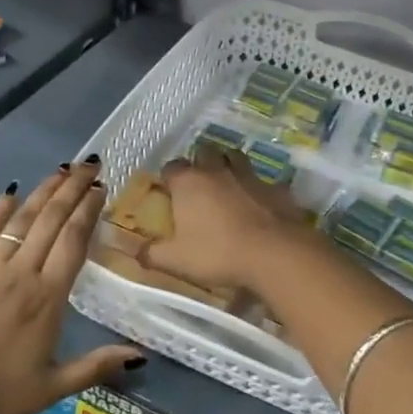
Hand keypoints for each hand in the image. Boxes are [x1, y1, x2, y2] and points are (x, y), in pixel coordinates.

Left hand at [0, 162, 139, 413]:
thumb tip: (140, 356)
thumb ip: (96, 365)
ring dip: (43, 191)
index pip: (74, 241)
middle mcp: (22, 273)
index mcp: (48, 298)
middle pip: (52, 220)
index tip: (100, 188)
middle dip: (73, 188)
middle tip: (89, 163)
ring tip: (61, 170)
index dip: (88, 210)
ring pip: (22, 219)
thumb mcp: (51, 388)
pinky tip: (10, 192)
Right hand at [146, 146, 307, 292]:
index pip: (172, 167)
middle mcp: (217, 171)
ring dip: (229, 165)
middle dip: (200, 162)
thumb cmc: (218, 253)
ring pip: (236, 157)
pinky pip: (263, 180)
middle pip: (205, 153)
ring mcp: (250, 175)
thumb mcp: (176, 261)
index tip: (169, 192)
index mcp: (189, 183)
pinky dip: (257, 187)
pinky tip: (259, 202)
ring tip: (227, 184)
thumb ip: (152, 254)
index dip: (169, 177)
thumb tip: (136, 251)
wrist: (274, 253)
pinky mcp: (276, 187)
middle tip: (199, 184)